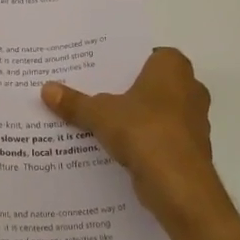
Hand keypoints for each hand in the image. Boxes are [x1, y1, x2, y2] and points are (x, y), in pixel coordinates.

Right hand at [42, 48, 232, 231]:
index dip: (124, 63)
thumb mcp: (99, 114)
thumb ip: (75, 102)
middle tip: (93, 94)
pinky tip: (116, 148)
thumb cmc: (144, 130)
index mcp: (173, 67)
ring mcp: (193, 121)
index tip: (99, 71)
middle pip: (151, 84)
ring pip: (157, 112)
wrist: (178, 184)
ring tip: (99, 122)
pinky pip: (160, 137)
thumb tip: (46, 89)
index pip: (147, 55)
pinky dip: (143, 141)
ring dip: (135, 119)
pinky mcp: (189, 149)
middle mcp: (190, 88)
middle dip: (127, 91)